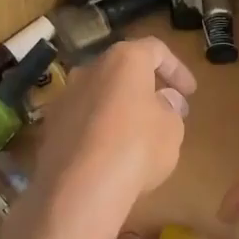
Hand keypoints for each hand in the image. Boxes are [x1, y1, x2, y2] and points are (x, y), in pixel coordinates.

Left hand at [28, 36, 195, 216]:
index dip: (177, 69)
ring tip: (137, 135)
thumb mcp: (172, 129)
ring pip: (99, 95)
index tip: (189, 92)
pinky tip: (110, 154)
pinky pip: (82, 121)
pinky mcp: (49, 128)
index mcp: (123, 60)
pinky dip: (99, 130)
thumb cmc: (137, 147)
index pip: (155, 50)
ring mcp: (64, 98)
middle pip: (122, 71)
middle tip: (165, 111)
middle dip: (145, 88)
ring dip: (119, 109)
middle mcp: (89, 70)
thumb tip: (165, 100)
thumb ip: (171, 109)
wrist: (79, 188)